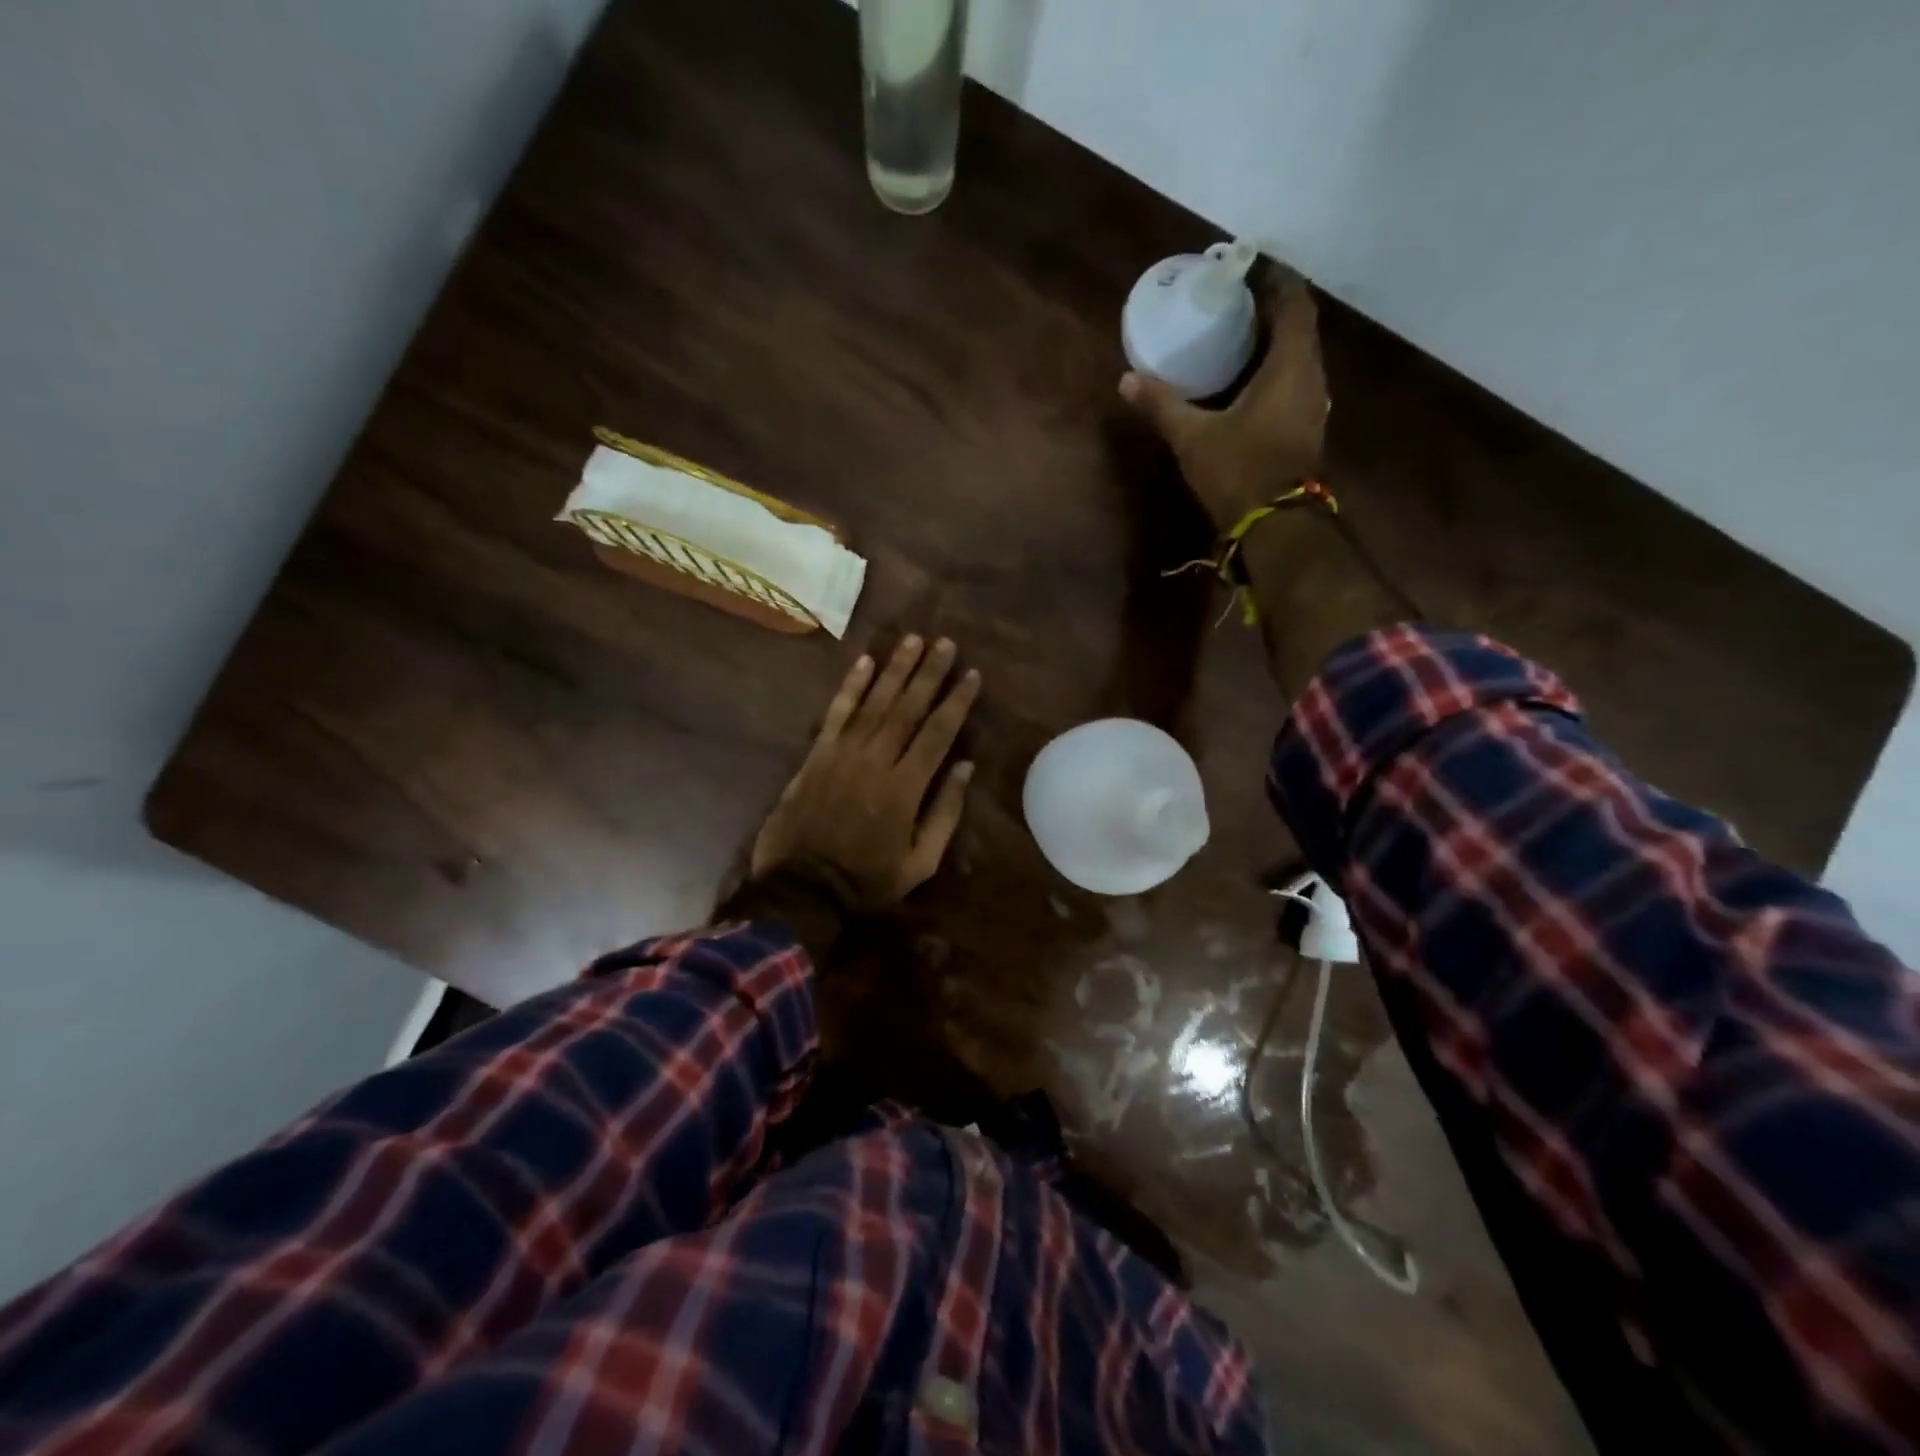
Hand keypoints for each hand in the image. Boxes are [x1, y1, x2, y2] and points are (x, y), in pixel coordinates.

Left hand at [750, 635, 980, 908]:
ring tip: (913, 640)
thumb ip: (945, 813)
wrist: (801, 889)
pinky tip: (864, 662)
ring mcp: (842, 754)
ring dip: (895, 669)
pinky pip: (836, 713)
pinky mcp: (816, 755)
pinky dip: (850, 686)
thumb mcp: (920, 863)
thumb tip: (965, 767)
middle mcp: (876, 761)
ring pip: (874, 702)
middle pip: (907, 708)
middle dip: (929, 673)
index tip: (971, 674)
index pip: (937, 734)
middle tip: (945, 642)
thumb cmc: (867, 881)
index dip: (956, 702)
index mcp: (905, 788)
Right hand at [1120, 282, 1328, 530]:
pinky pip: (1294, 384)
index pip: (1294, 303)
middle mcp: (1311, 377)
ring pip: (1298, 358)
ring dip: (1274, 344)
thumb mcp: (1192, 437)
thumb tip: (1126, 379)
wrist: (1275, 525)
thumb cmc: (1239, 470)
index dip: (1276, 281)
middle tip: (1235, 303)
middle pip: (1299, 328)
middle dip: (1271, 311)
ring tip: (1239, 338)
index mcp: (1290, 365)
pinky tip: (1248, 382)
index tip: (1249, 269)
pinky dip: (1275, 372)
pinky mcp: (1306, 429)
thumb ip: (1161, 405)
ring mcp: (1312, 406)